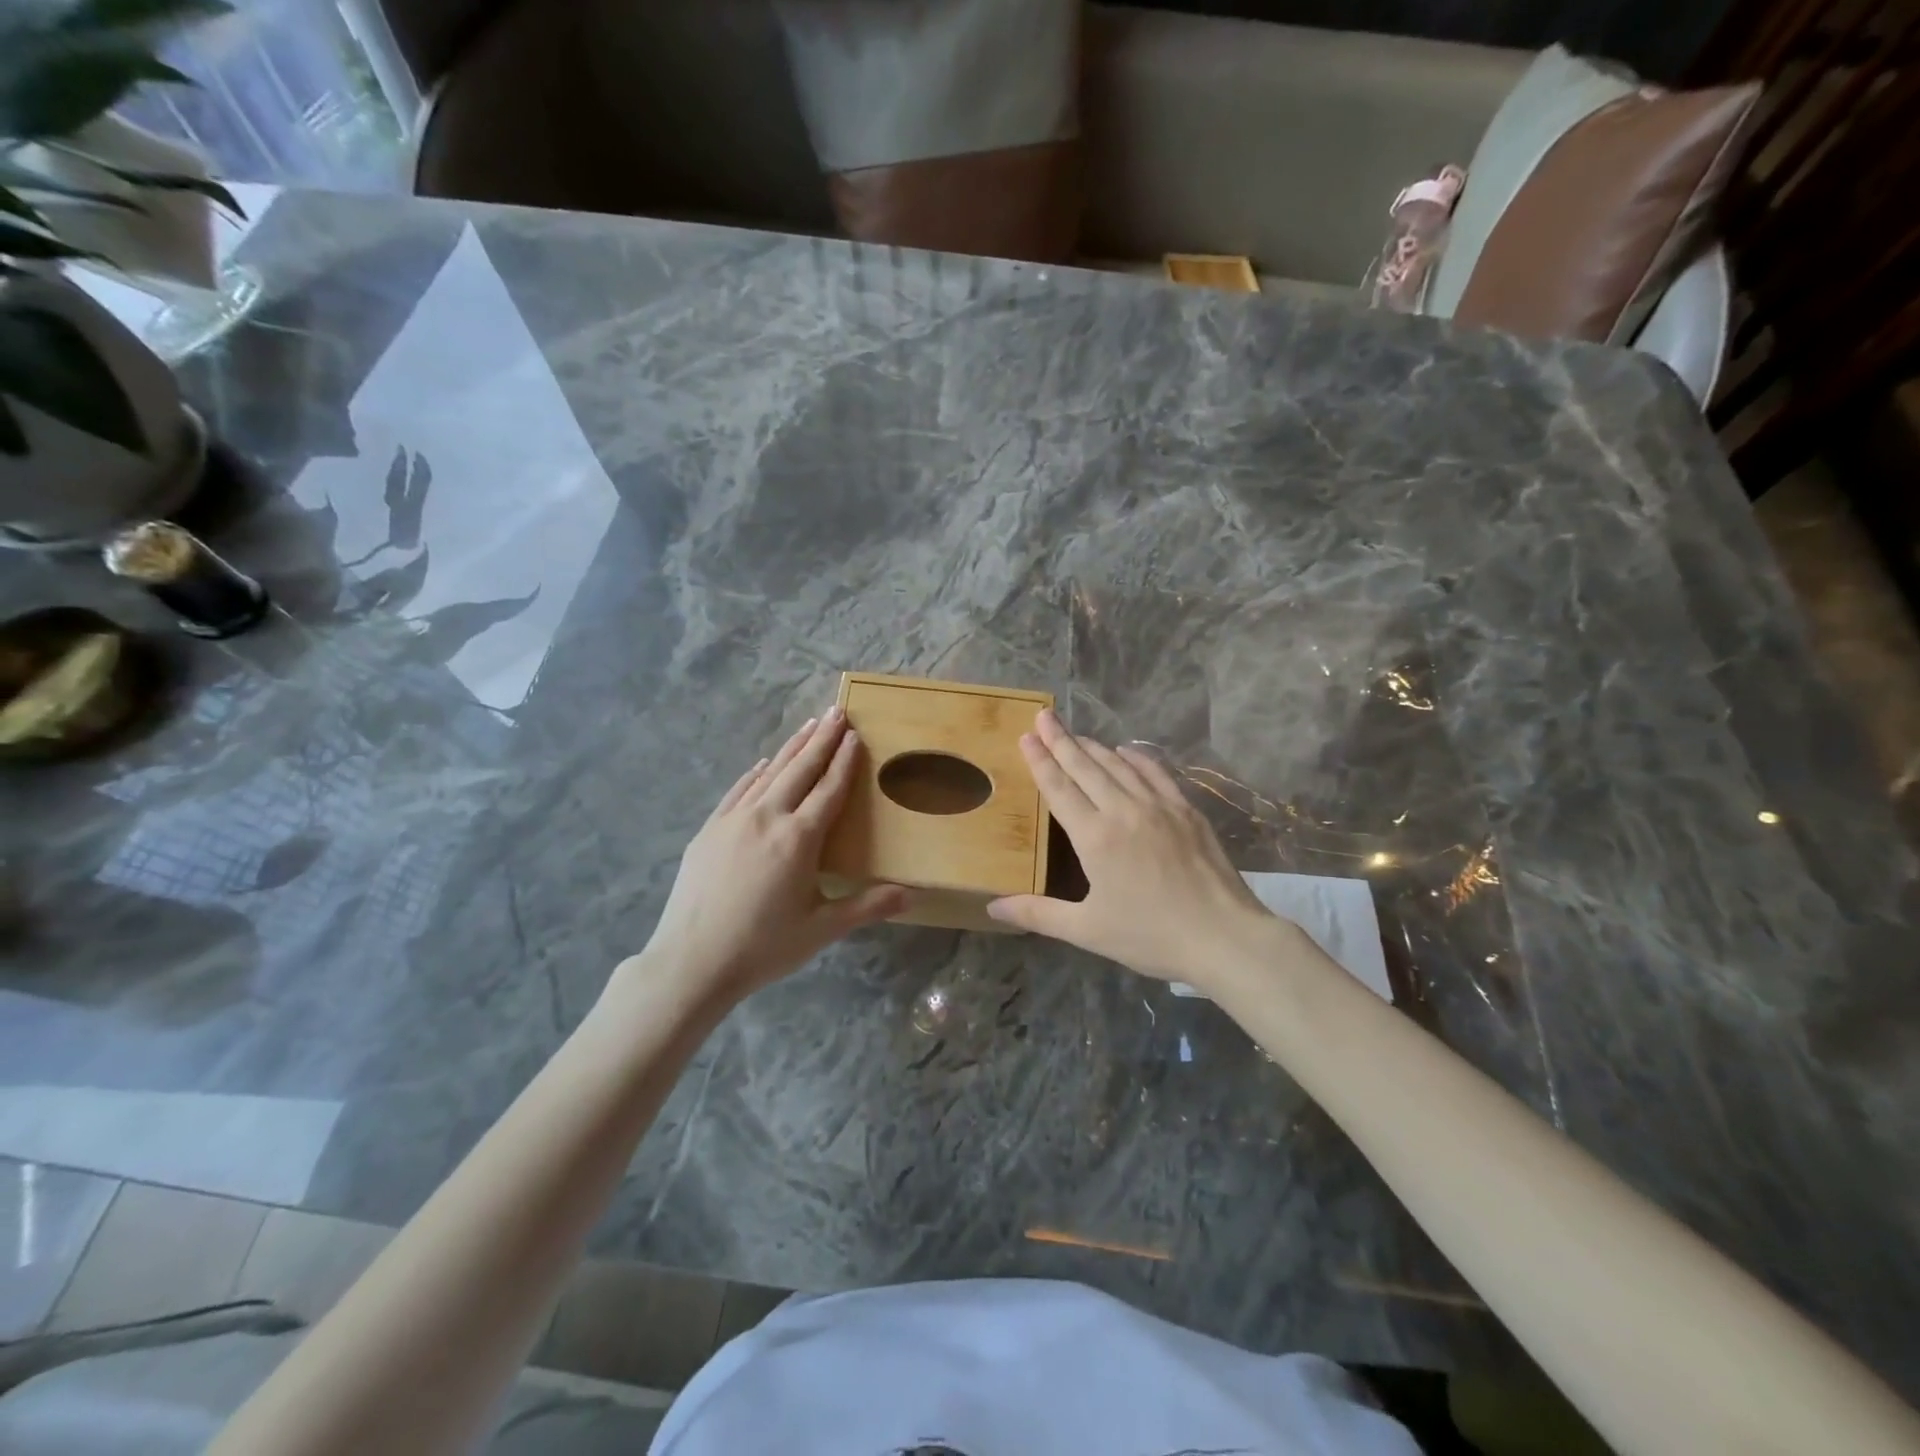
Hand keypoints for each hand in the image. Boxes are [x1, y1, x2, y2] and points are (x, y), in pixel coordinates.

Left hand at [622, 708, 909, 1008]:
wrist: (692, 961)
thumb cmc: (763, 946)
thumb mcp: (822, 929)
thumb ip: (867, 906)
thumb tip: (912, 896)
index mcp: (799, 838)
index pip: (829, 789)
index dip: (845, 761)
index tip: (855, 735)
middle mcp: (768, 817)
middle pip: (800, 769)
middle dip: (821, 739)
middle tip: (836, 711)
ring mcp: (734, 820)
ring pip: (769, 773)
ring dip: (791, 748)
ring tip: (808, 726)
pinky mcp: (709, 830)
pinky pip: (739, 790)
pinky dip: (756, 773)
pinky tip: (763, 764)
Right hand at [987, 709, 1292, 989]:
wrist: (1223, 936)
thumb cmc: (1150, 936)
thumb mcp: (1088, 930)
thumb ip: (1038, 914)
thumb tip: (992, 907)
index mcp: (1094, 837)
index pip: (1059, 788)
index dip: (1040, 760)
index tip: (1026, 736)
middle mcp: (1123, 810)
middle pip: (1085, 767)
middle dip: (1061, 740)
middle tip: (1043, 716)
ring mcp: (1158, 806)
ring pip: (1118, 765)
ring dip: (1093, 746)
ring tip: (1074, 733)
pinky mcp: (1186, 810)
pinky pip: (1155, 773)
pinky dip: (1136, 757)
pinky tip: (1126, 750)